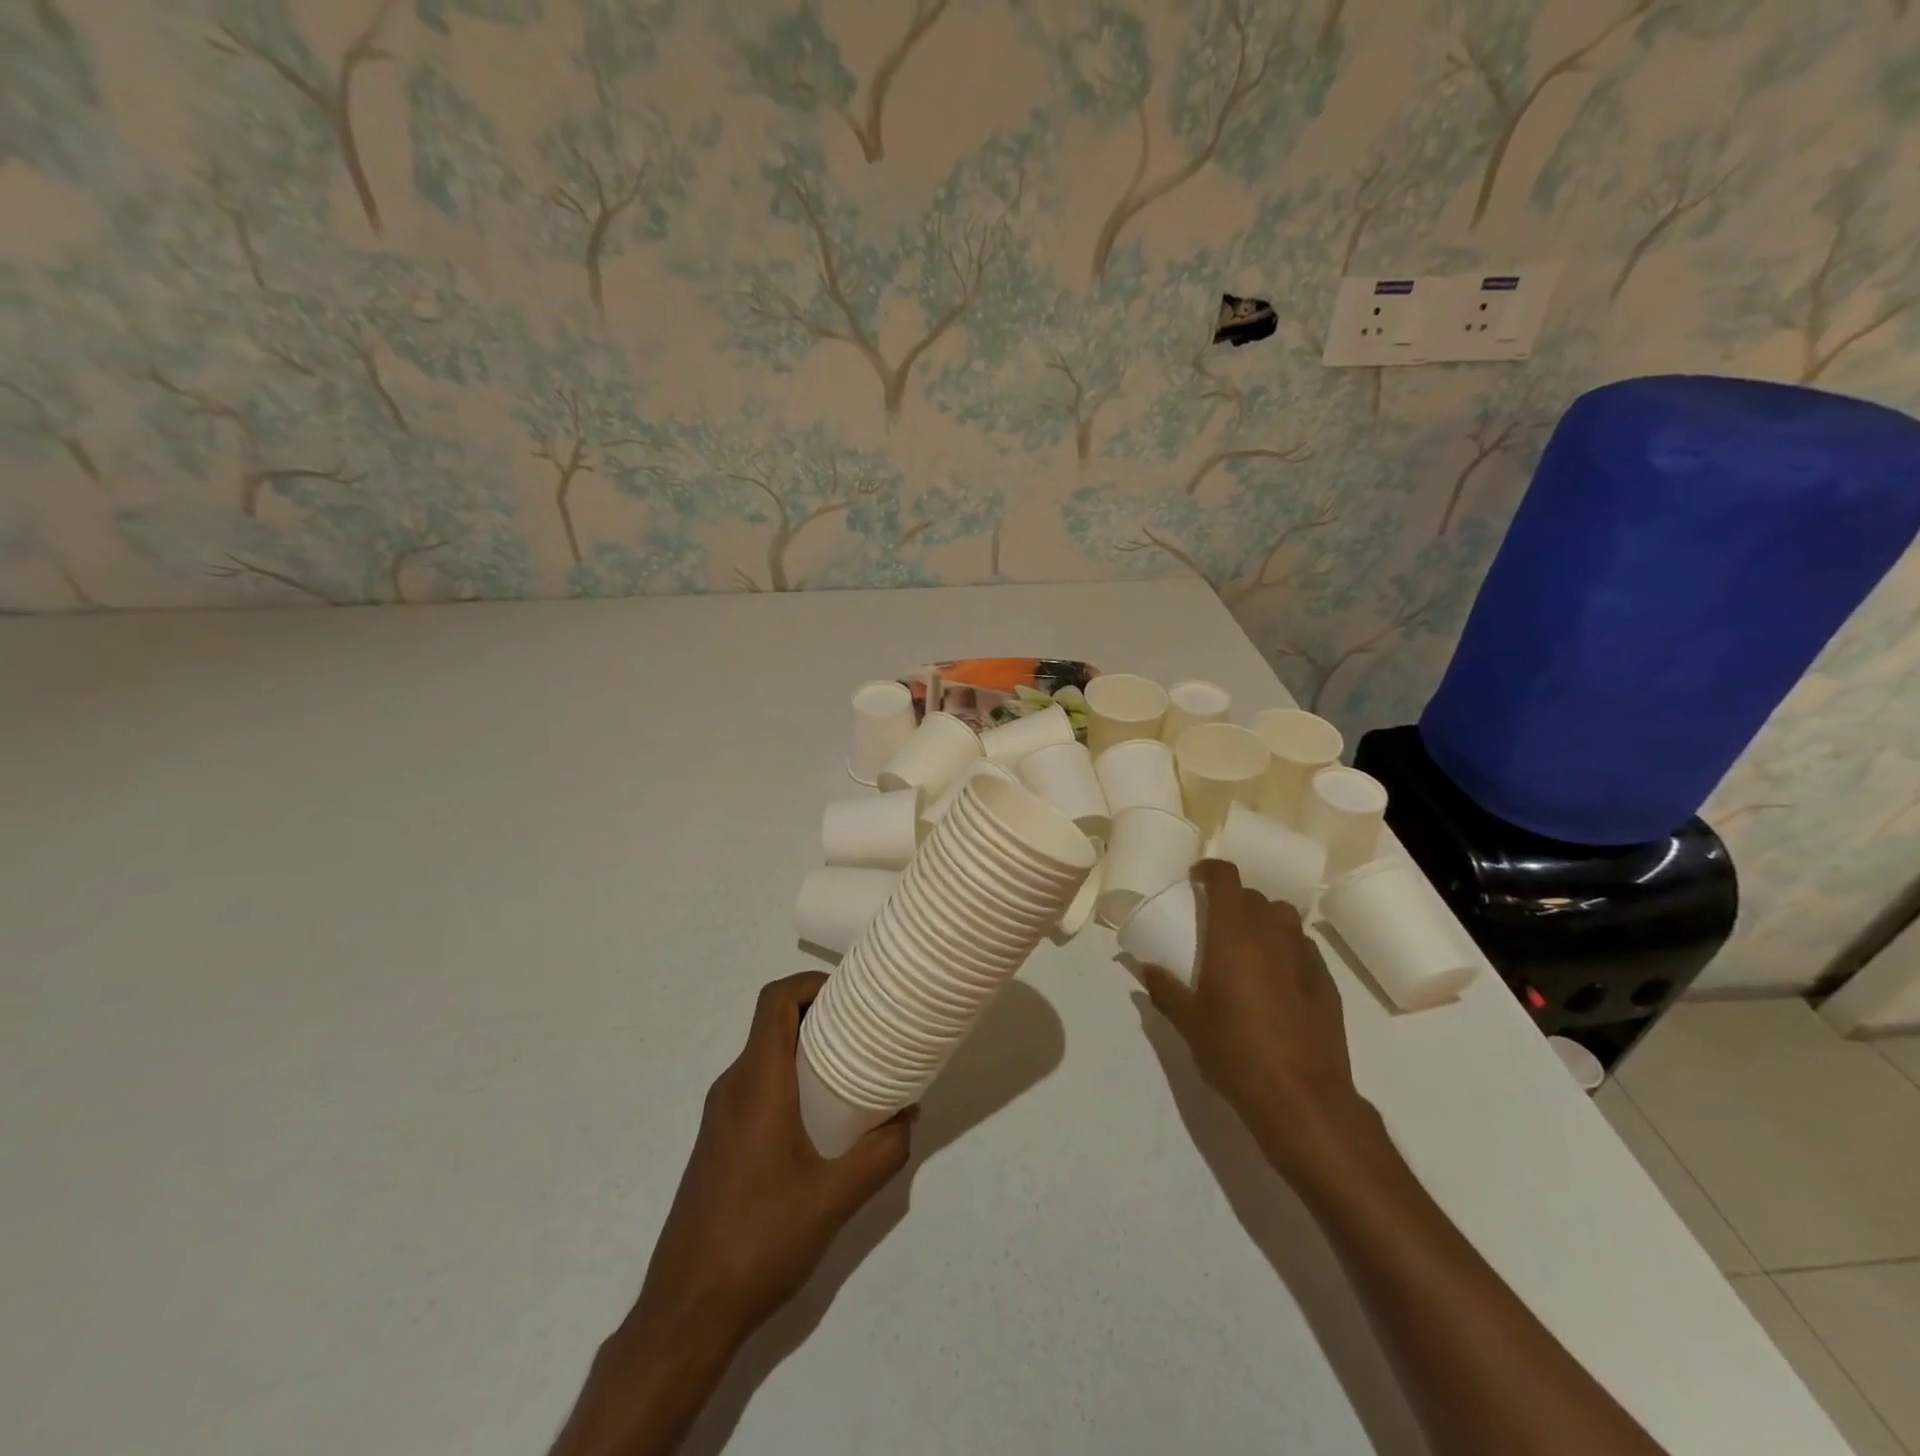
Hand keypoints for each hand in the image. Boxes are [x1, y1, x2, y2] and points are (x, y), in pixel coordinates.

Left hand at [626, 972, 914, 1349]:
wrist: (686, 1312)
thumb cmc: (760, 1242)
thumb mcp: (835, 1198)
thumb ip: (881, 1154)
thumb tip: (908, 1116)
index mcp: (755, 1084)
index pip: (775, 1002)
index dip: (811, 983)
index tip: (851, 995)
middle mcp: (732, 1088)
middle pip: (772, 1024)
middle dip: (819, 1016)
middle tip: (864, 1031)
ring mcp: (720, 1117)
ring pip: (764, 1057)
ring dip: (805, 1051)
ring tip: (851, 1070)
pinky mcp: (718, 1143)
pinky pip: (756, 1087)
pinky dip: (789, 1080)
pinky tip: (820, 1120)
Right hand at [1140, 859, 1373, 1183]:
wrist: (1301, 1097)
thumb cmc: (1235, 1051)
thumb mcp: (1188, 1022)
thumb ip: (1164, 989)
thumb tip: (1145, 969)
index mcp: (1233, 935)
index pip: (1227, 879)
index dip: (1211, 870)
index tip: (1196, 879)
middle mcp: (1271, 935)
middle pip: (1255, 896)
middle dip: (1234, 900)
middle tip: (1216, 921)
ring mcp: (1303, 957)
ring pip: (1284, 918)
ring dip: (1263, 920)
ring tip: (1248, 943)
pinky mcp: (1326, 982)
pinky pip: (1302, 948)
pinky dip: (1286, 948)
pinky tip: (1277, 977)